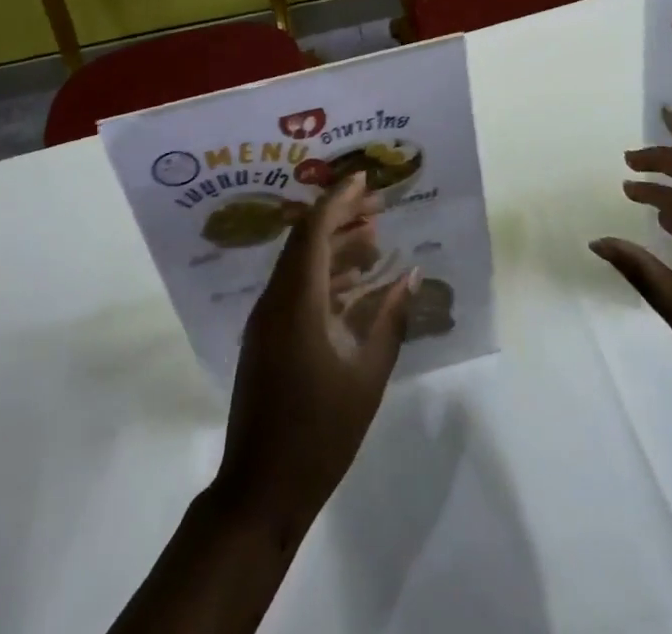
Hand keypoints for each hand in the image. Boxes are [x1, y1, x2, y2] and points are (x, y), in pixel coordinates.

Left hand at [216, 175, 416, 531]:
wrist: (260, 491)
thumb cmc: (319, 434)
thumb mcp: (366, 376)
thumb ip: (390, 320)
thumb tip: (411, 275)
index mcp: (296, 301)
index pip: (315, 229)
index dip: (340, 199)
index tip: (366, 179)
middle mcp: (275, 299)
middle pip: (306, 239)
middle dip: (340, 215)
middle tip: (378, 205)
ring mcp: (266, 319)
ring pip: (300, 263)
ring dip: (334, 245)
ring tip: (374, 237)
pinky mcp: (267, 337)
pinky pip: (296, 288)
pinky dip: (324, 275)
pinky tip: (355, 282)